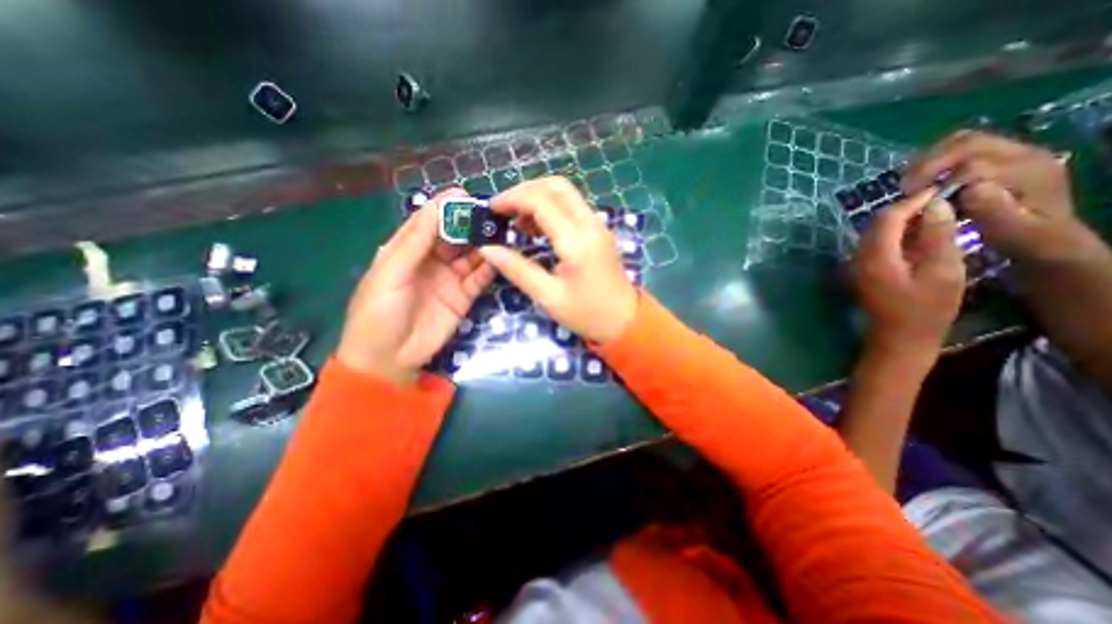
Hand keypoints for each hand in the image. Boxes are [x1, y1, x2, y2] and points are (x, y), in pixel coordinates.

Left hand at [334, 189, 494, 384]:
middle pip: (454, 237)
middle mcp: (431, 261)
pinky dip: (489, 269)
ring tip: (501, 235)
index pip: (428, 222)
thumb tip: (437, 207)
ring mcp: (449, 279)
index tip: (466, 195)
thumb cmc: (378, 313)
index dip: (445, 208)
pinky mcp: (463, 297)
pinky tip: (499, 259)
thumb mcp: (391, 273)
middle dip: (470, 225)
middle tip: (492, 216)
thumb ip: (415, 242)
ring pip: (470, 256)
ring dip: (484, 245)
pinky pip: (479, 279)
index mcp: (406, 251)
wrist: (389, 359)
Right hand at [475, 176, 633, 344]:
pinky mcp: (599, 231)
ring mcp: (598, 225)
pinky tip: (536, 227)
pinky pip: (572, 207)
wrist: (625, 321)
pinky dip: (551, 207)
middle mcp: (590, 224)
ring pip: (565, 193)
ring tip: (516, 220)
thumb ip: (517, 270)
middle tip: (503, 210)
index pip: (541, 201)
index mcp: (577, 241)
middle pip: (556, 187)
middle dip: (525, 191)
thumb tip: (488, 249)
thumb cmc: (587, 314)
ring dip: (538, 197)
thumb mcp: (548, 296)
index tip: (491, 209)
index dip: (512, 198)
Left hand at [853, 188, 969, 356]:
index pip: (886, 219)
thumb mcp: (942, 271)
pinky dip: (895, 237)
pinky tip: (918, 236)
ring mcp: (856, 266)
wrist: (899, 339)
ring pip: (874, 235)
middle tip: (938, 201)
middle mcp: (857, 258)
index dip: (911, 201)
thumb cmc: (925, 309)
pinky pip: (876, 246)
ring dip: (900, 223)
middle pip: (876, 225)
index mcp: (874, 256)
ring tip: (934, 215)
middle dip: (904, 209)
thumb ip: (936, 237)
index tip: (939, 189)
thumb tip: (934, 206)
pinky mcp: (862, 272)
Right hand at [906, 131, 1095, 263]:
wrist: (1047, 237)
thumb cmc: (1026, 240)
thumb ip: (997, 212)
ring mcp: (1009, 152)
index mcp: (1030, 171)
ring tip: (908, 184)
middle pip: (967, 143)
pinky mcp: (993, 157)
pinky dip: (932, 160)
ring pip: (959, 141)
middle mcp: (1023, 153)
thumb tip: (971, 189)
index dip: (939, 183)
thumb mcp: (1014, 234)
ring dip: (927, 160)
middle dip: (928, 165)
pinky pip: (957, 148)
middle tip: (904, 189)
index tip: (916, 203)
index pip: (975, 165)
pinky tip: (920, 181)